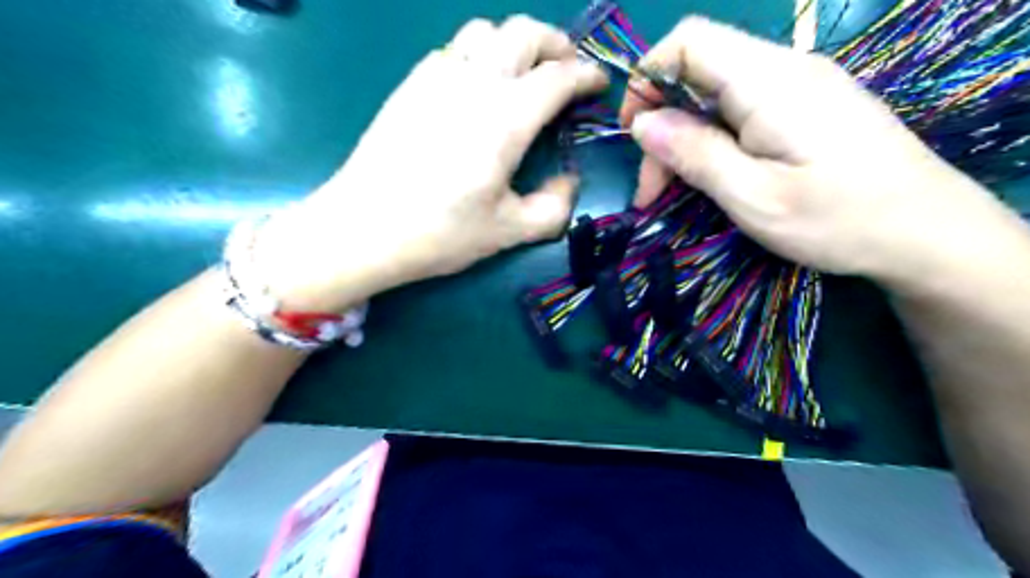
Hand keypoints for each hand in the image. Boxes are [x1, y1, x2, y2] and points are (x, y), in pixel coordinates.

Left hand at [263, 18, 605, 312]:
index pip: (559, 77)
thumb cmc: (440, 233)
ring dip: (514, 43)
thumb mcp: (509, 232)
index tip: (598, 84)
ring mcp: (437, 76)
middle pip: (524, 32)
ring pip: (484, 30)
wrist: (363, 228)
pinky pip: (452, 48)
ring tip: (522, 74)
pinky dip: (478, 55)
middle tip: (566, 70)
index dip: (586, 75)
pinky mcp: (410, 83)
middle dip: (556, 44)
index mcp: (506, 119)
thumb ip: (554, 207)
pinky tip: (476, 88)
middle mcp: (474, 82)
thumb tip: (568, 181)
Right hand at [619, 17, 1011, 287]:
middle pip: (698, 76)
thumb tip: (641, 123)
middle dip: (663, 129)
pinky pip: (741, 112)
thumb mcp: (753, 196)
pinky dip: (713, 143)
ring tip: (673, 195)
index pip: (689, 41)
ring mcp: (799, 88)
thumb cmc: (838, 219)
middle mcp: (783, 70)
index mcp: (768, 81)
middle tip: (652, 193)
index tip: (634, 133)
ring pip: (716, 98)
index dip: (648, 78)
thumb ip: (695, 153)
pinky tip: (713, 179)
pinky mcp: (806, 109)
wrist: (927, 233)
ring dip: (685, 142)